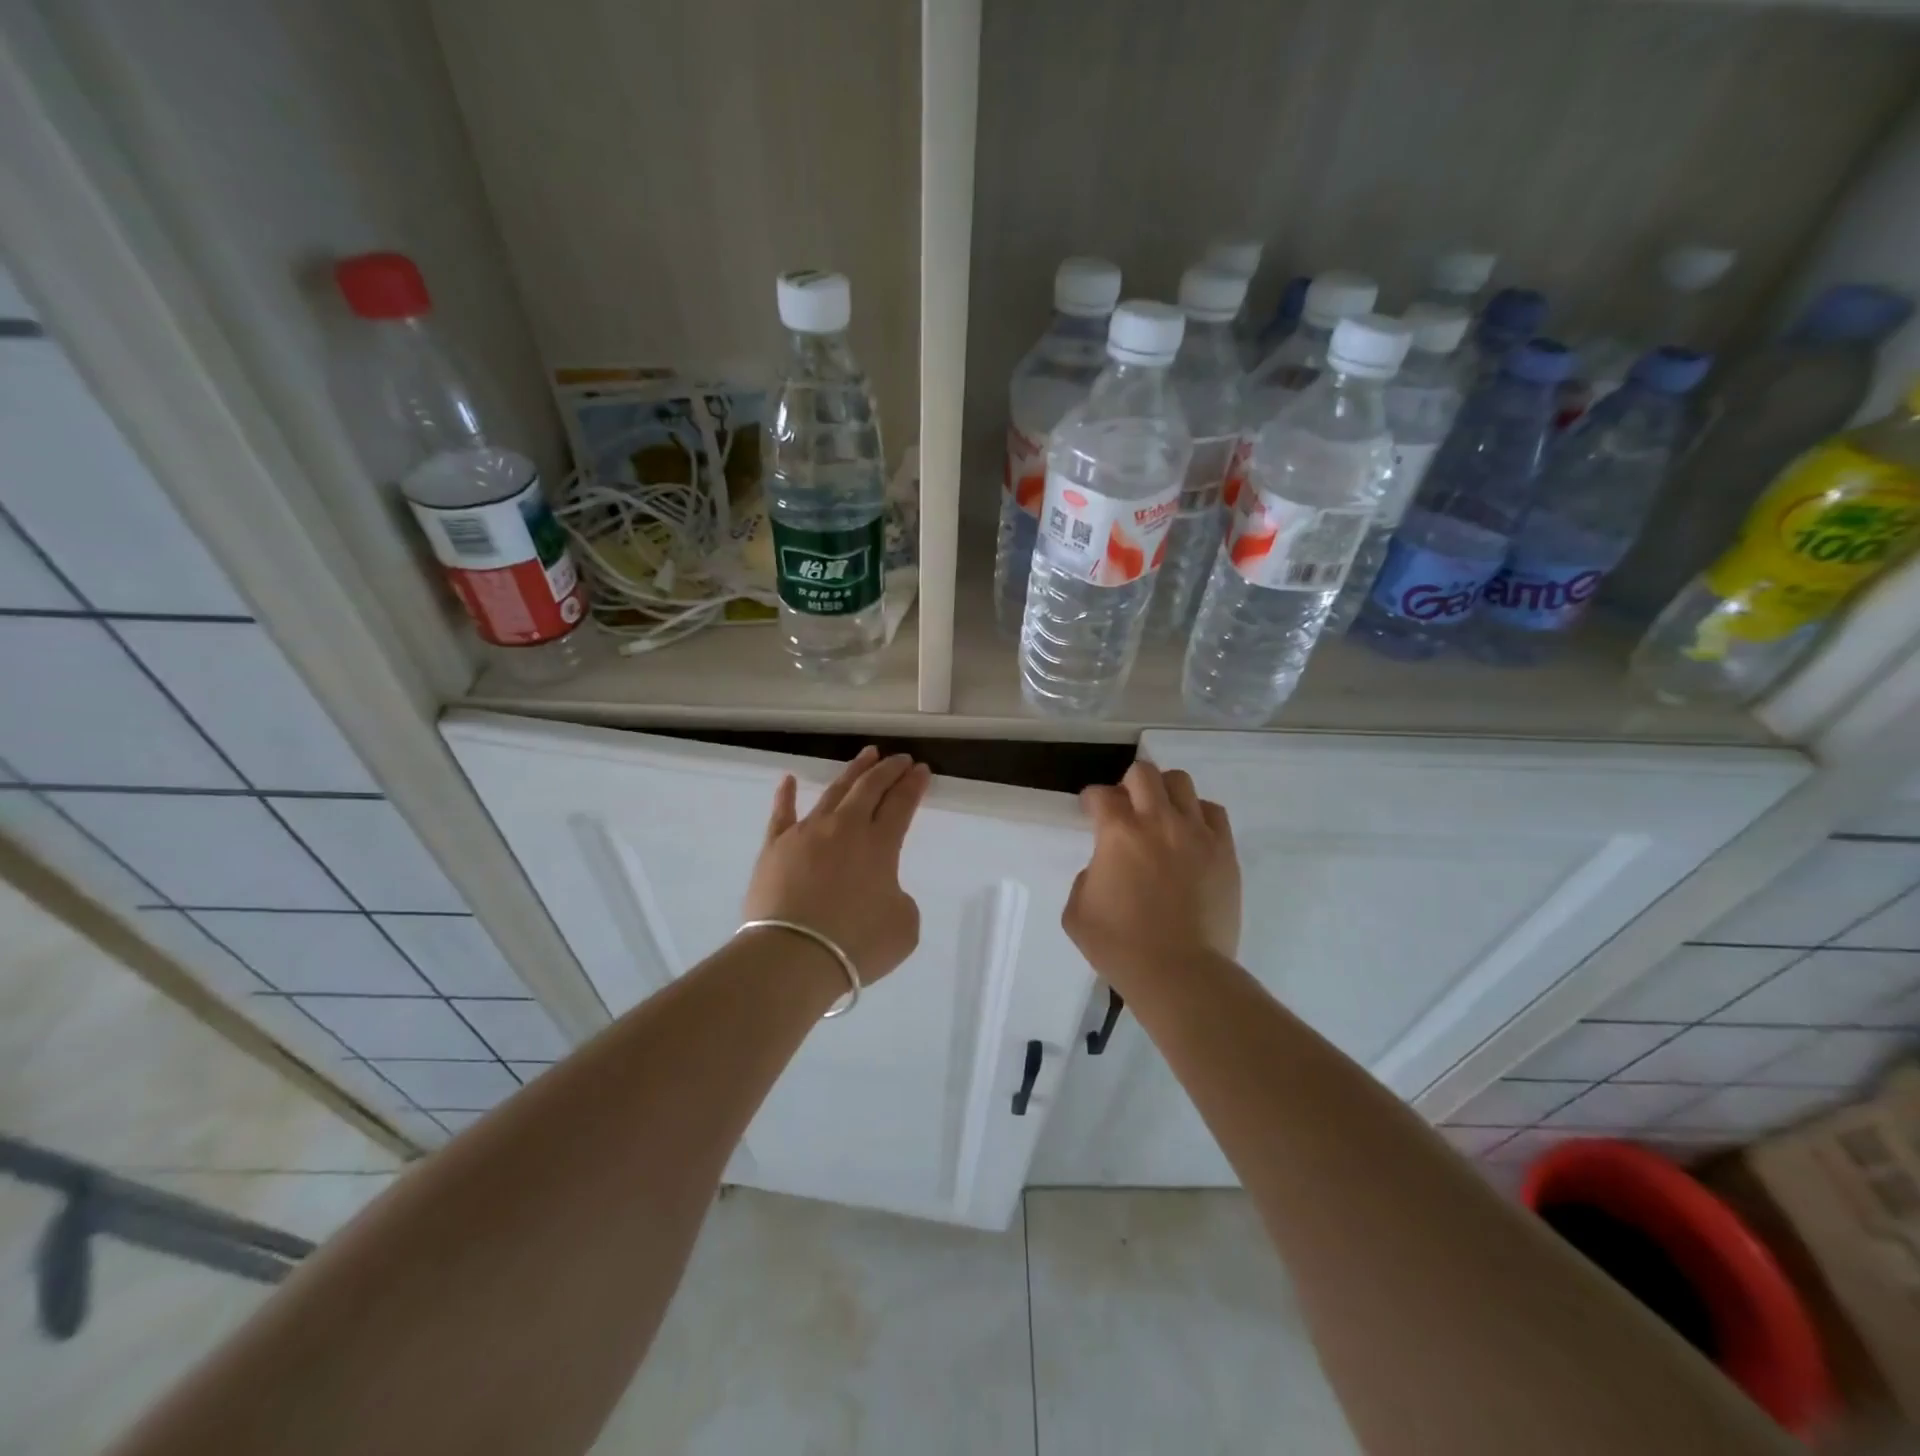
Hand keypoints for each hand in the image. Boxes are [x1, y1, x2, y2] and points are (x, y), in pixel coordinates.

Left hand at [743, 747, 930, 985]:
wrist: (792, 956)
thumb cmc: (856, 944)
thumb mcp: (904, 927)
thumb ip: (899, 900)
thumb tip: (882, 891)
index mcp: (880, 844)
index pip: (901, 803)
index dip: (913, 785)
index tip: (921, 769)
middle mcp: (845, 828)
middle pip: (870, 788)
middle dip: (888, 770)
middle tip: (899, 758)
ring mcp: (807, 833)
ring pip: (833, 792)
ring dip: (853, 772)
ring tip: (866, 756)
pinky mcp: (775, 847)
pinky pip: (782, 813)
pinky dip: (786, 795)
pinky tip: (788, 780)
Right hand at [1063, 761, 1240, 993]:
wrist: (1180, 973)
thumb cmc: (1121, 947)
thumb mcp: (1077, 912)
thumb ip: (1086, 878)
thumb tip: (1105, 868)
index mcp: (1119, 833)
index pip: (1101, 794)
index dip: (1091, 800)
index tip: (1091, 812)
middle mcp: (1158, 821)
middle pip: (1144, 773)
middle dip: (1128, 784)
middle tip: (1126, 808)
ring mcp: (1197, 834)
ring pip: (1181, 783)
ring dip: (1164, 793)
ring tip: (1161, 816)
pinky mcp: (1224, 851)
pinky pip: (1213, 813)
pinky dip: (1198, 815)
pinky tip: (1190, 835)